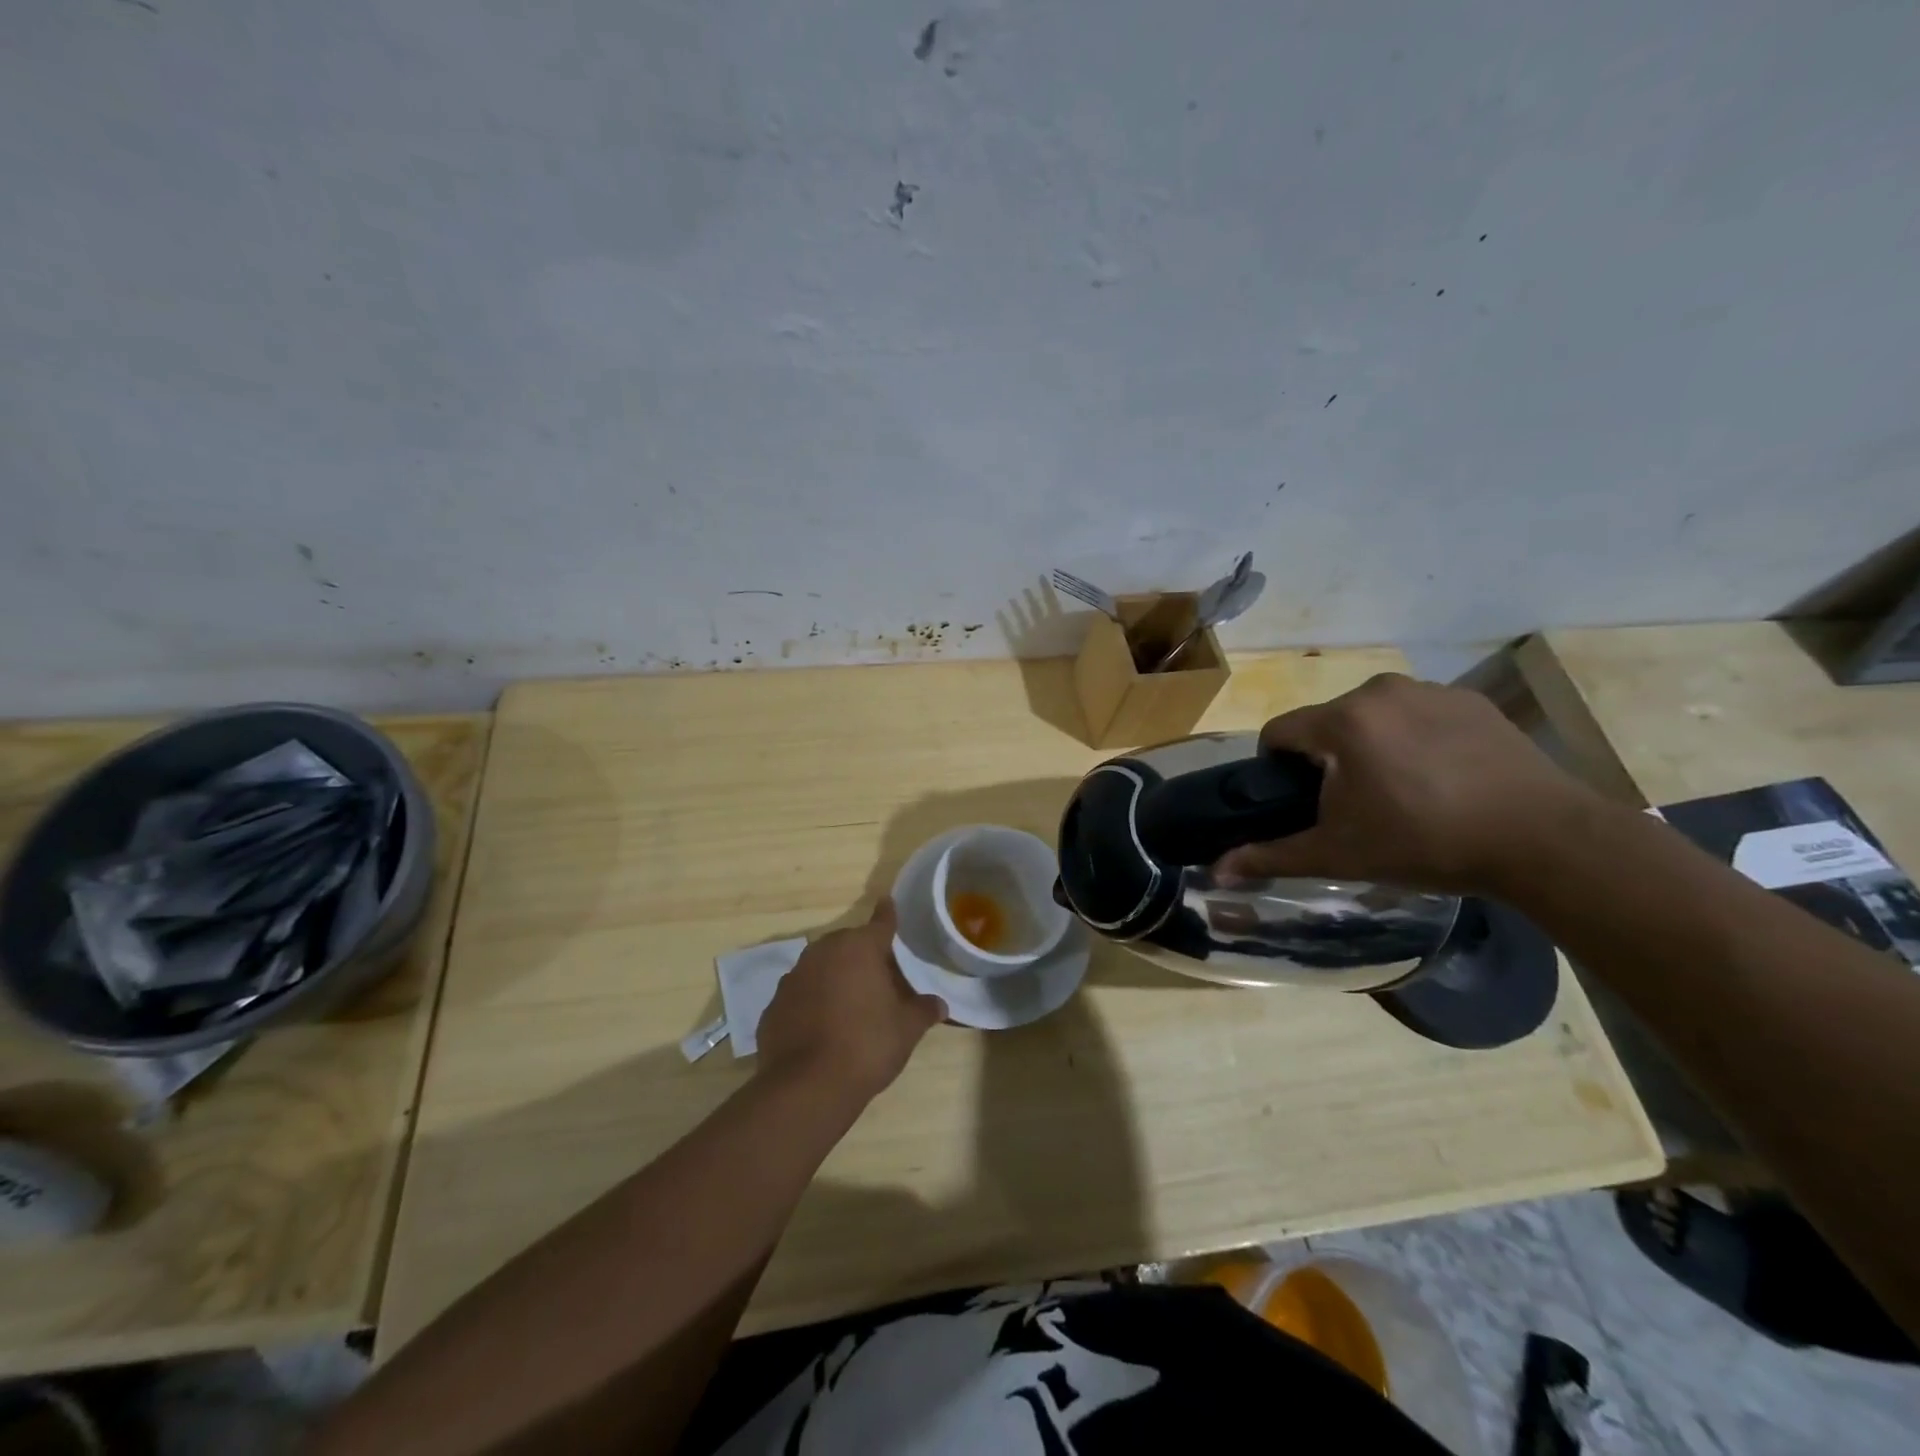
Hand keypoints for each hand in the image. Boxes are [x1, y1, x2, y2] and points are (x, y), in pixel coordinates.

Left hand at [756, 900, 946, 1105]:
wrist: (807, 1086)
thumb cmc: (867, 1045)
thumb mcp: (906, 1029)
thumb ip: (923, 1010)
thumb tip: (939, 1004)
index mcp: (860, 948)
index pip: (880, 923)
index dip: (888, 915)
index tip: (888, 902)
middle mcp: (824, 952)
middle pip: (848, 944)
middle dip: (862, 955)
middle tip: (878, 978)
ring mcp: (794, 977)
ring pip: (821, 967)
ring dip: (834, 977)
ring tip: (850, 1004)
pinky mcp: (774, 1005)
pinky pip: (801, 995)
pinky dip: (812, 1002)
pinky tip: (821, 1027)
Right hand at [1214, 673, 1608, 892]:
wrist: (1542, 839)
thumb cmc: (1426, 843)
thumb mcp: (1339, 854)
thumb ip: (1272, 856)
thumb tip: (1216, 871)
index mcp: (1342, 721)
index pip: (1279, 731)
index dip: (1277, 767)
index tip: (1300, 800)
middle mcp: (1379, 691)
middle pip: (1327, 722)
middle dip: (1328, 758)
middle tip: (1355, 805)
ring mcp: (1430, 690)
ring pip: (1373, 716)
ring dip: (1371, 745)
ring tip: (1403, 792)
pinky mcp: (1471, 700)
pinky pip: (1418, 714)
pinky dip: (1415, 738)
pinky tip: (1443, 777)